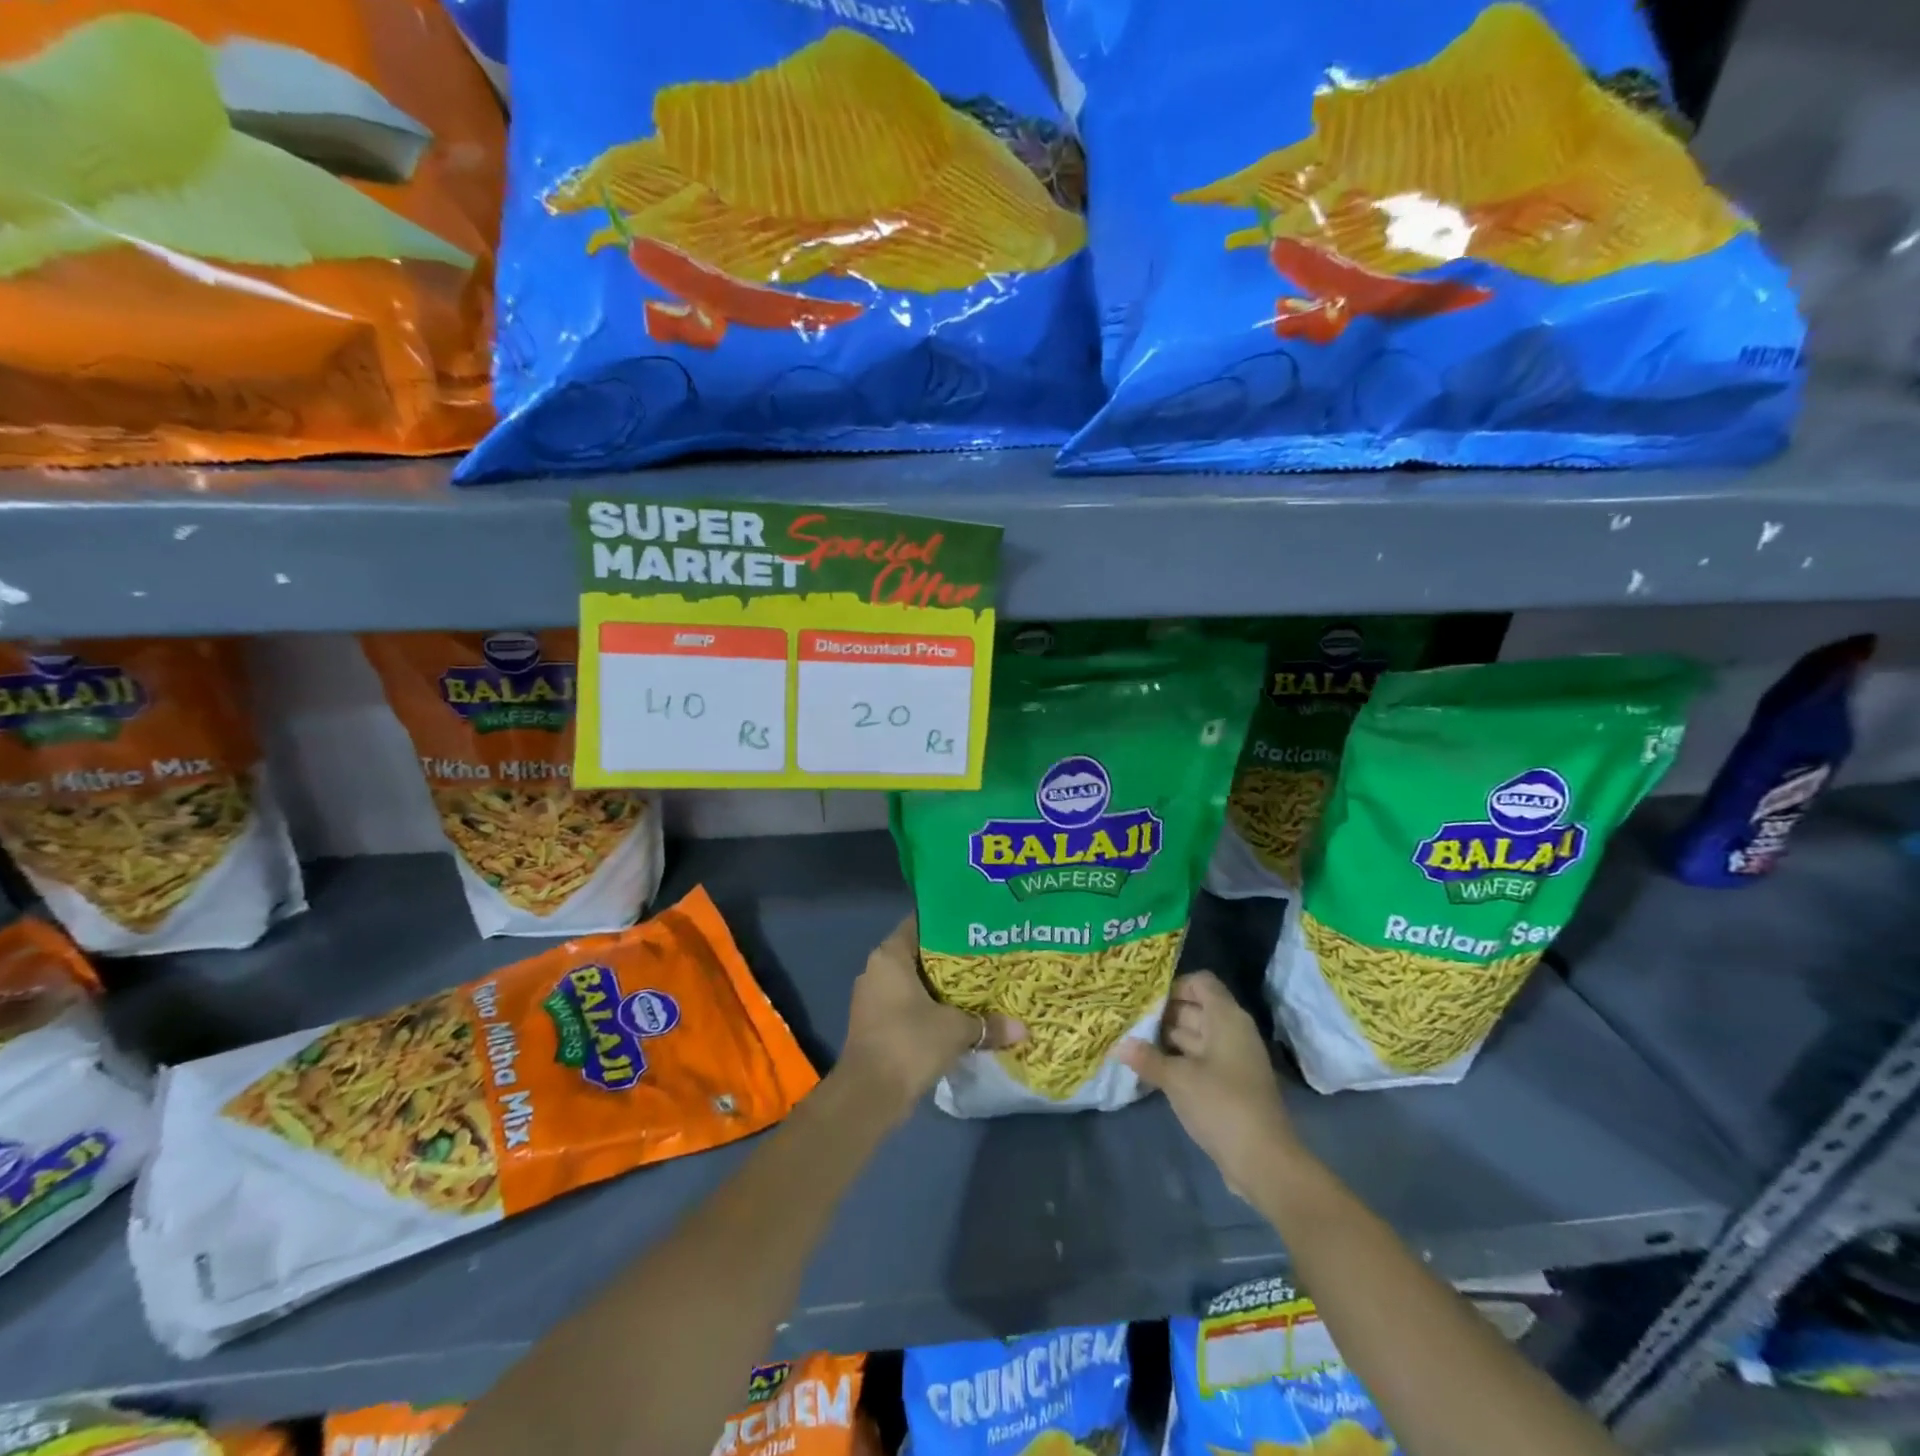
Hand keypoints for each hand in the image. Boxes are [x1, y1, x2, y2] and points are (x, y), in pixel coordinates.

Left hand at [837, 916, 1023, 1121]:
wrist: (869, 1096)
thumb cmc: (909, 1042)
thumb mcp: (956, 1030)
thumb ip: (988, 1024)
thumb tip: (1022, 1029)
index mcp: (889, 956)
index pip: (919, 924)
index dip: (947, 923)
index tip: (975, 927)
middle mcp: (876, 971)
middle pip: (918, 954)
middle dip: (950, 959)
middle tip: (985, 958)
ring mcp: (872, 1000)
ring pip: (913, 983)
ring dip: (940, 988)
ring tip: (977, 987)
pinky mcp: (875, 1026)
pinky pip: (906, 1006)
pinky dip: (929, 1009)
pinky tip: (957, 1016)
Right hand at [1119, 971, 1300, 1196]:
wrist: (1263, 1161)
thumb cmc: (1222, 1105)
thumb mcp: (1178, 1080)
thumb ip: (1147, 1058)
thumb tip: (1118, 1045)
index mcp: (1226, 1018)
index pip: (1200, 983)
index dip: (1173, 985)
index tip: (1144, 999)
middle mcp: (1231, 1031)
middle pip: (1195, 1008)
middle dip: (1162, 1013)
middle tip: (1127, 1019)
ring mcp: (1231, 1059)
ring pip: (1194, 1035)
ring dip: (1166, 1038)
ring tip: (1131, 1040)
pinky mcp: (1228, 1084)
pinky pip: (1198, 1060)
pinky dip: (1177, 1060)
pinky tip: (1150, 1067)